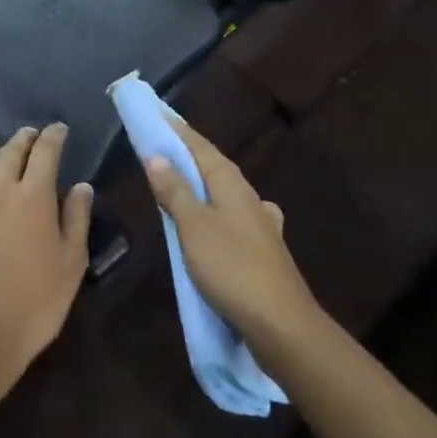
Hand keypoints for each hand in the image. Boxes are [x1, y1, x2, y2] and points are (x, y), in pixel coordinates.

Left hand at [0, 124, 94, 409]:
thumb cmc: (35, 303)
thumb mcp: (71, 264)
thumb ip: (77, 219)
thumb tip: (81, 186)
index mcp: (33, 196)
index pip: (45, 152)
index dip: (53, 136)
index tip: (59, 129)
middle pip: (10, 153)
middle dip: (23, 139)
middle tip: (30, 135)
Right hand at [143, 119, 319, 347]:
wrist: (282, 325)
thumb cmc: (232, 268)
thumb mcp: (194, 227)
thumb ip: (175, 190)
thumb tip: (156, 155)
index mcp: (231, 182)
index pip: (198, 145)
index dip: (175, 130)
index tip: (154, 113)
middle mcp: (248, 195)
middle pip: (211, 166)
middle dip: (185, 154)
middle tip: (157, 144)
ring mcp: (259, 222)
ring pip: (222, 192)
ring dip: (198, 182)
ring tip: (177, 180)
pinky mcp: (262, 248)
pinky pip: (230, 217)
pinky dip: (212, 210)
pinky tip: (215, 219)